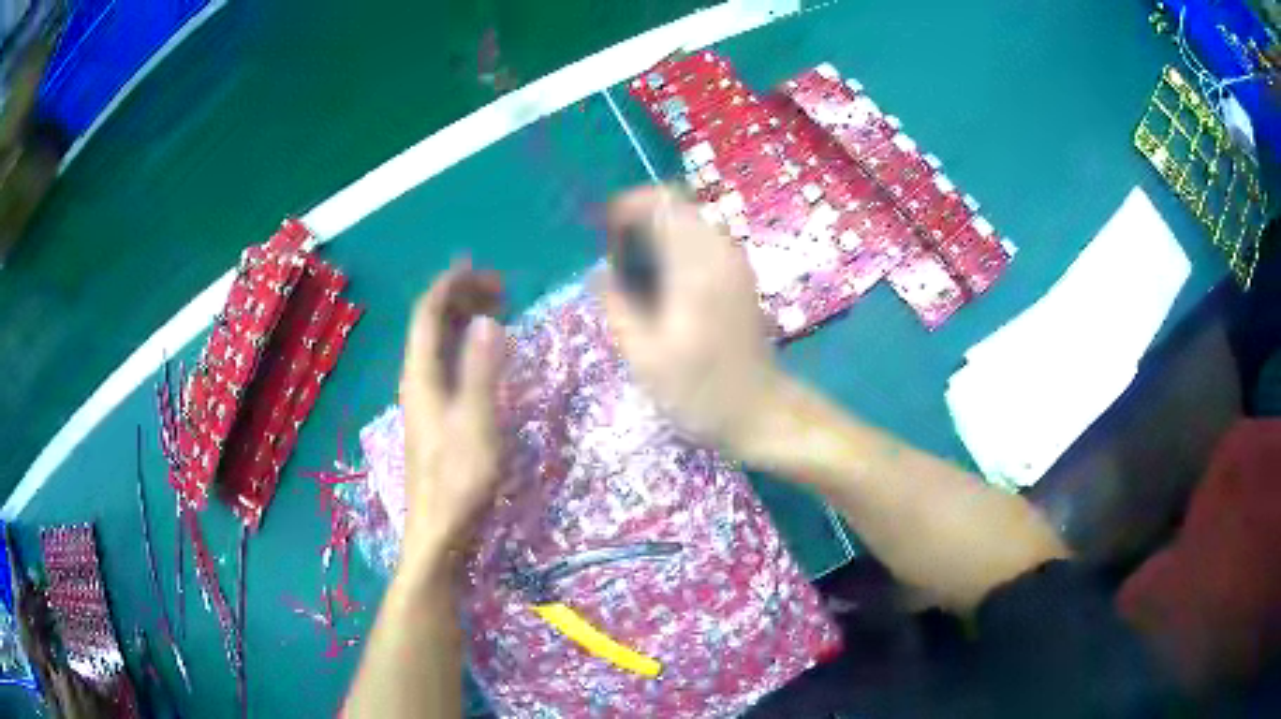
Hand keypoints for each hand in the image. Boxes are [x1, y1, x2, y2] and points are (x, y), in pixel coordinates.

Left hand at [399, 263, 505, 570]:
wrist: (440, 531)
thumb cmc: (459, 479)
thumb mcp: (478, 423)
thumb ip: (481, 371)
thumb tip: (488, 320)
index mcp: (421, 376)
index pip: (427, 314)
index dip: (450, 285)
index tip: (479, 268)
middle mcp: (416, 381)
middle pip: (429, 325)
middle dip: (459, 297)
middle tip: (498, 287)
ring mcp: (423, 401)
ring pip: (436, 346)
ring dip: (462, 320)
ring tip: (495, 310)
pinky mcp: (434, 418)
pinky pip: (445, 365)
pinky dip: (464, 347)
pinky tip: (482, 356)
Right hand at [602, 186, 783, 455]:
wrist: (759, 410)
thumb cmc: (700, 391)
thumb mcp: (645, 357)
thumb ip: (617, 306)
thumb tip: (598, 271)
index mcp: (696, 268)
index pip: (663, 204)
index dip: (628, 206)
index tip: (603, 231)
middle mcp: (720, 254)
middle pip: (677, 206)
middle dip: (641, 219)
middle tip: (615, 255)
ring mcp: (735, 263)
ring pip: (690, 221)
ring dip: (658, 232)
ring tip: (633, 269)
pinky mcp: (740, 275)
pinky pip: (703, 239)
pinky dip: (677, 245)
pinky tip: (662, 281)